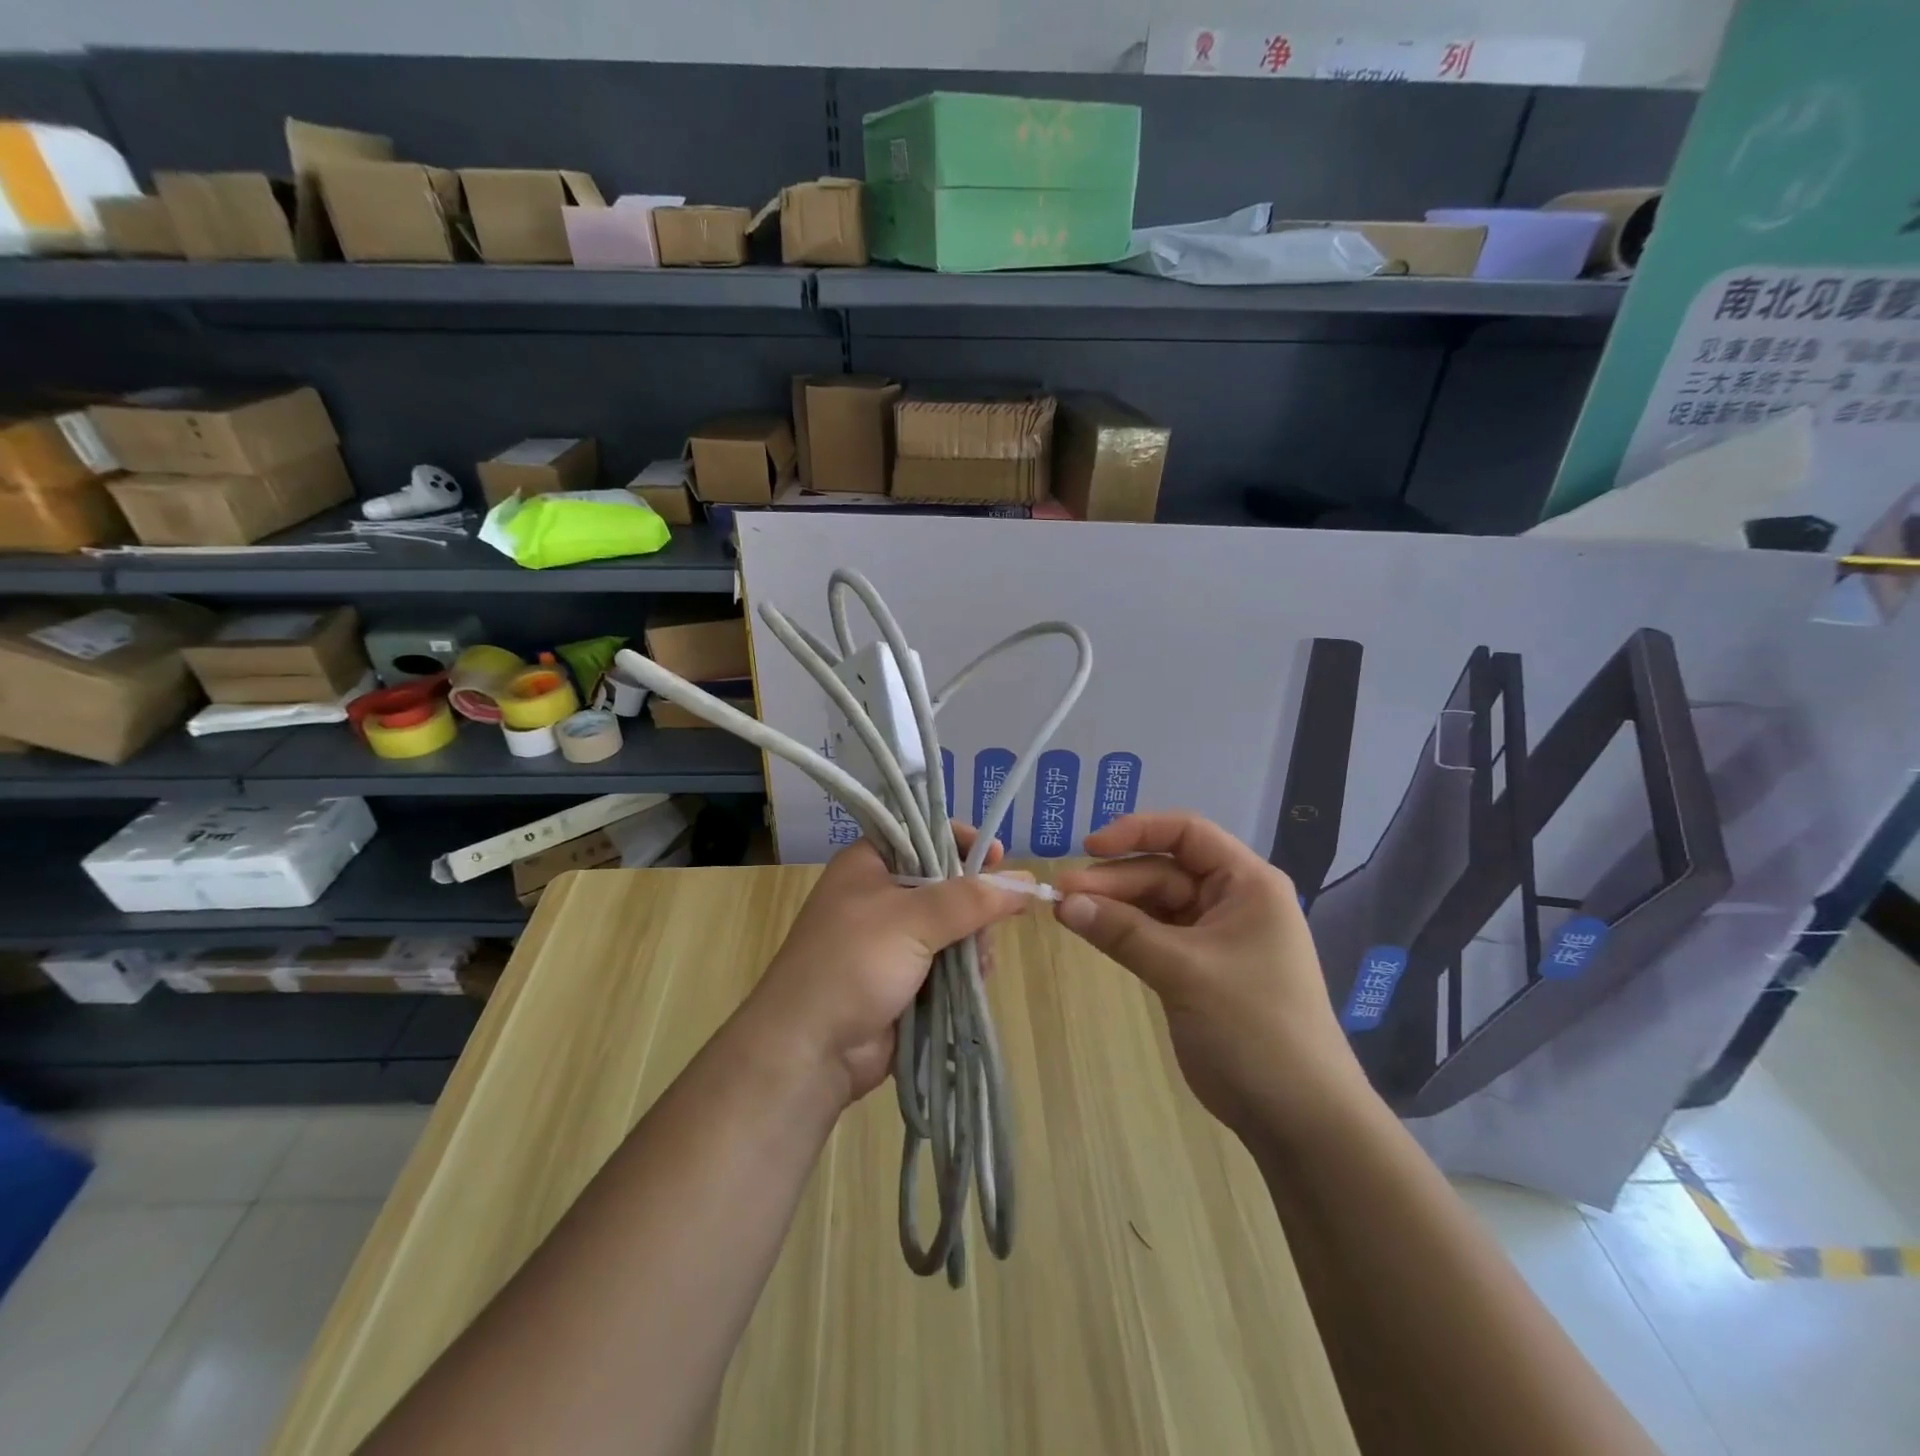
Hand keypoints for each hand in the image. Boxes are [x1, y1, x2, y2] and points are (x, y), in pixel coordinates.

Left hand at [748, 824, 1031, 1107]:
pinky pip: (950, 962)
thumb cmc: (852, 964)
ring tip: (979, 959)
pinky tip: (977, 979)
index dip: (961, 841)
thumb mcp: (911, 919)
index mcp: (869, 864)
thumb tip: (1025, 882)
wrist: (810, 1050)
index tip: (997, 855)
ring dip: (973, 940)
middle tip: (996, 917)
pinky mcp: (906, 979)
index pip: (922, 834)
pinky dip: (966, 969)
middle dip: (974, 902)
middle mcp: (881, 896)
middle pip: (946, 882)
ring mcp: (894, 940)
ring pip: (953, 926)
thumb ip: (971, 899)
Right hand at [1053, 811, 1368, 1137]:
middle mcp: (1232, 900)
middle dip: (1114, 880)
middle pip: (1164, 871)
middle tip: (1062, 894)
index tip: (1090, 848)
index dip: (1137, 832)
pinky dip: (1124, 932)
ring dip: (1114, 906)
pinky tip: (1092, 932)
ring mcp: (1214, 935)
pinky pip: (1154, 935)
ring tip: (1066, 912)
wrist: (1297, 1117)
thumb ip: (1123, 931)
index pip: (1187, 833)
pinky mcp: (1198, 968)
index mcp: (1247, 883)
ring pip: (1155, 904)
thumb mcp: (1185, 971)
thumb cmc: (1254, 1027)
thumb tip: (1063, 901)